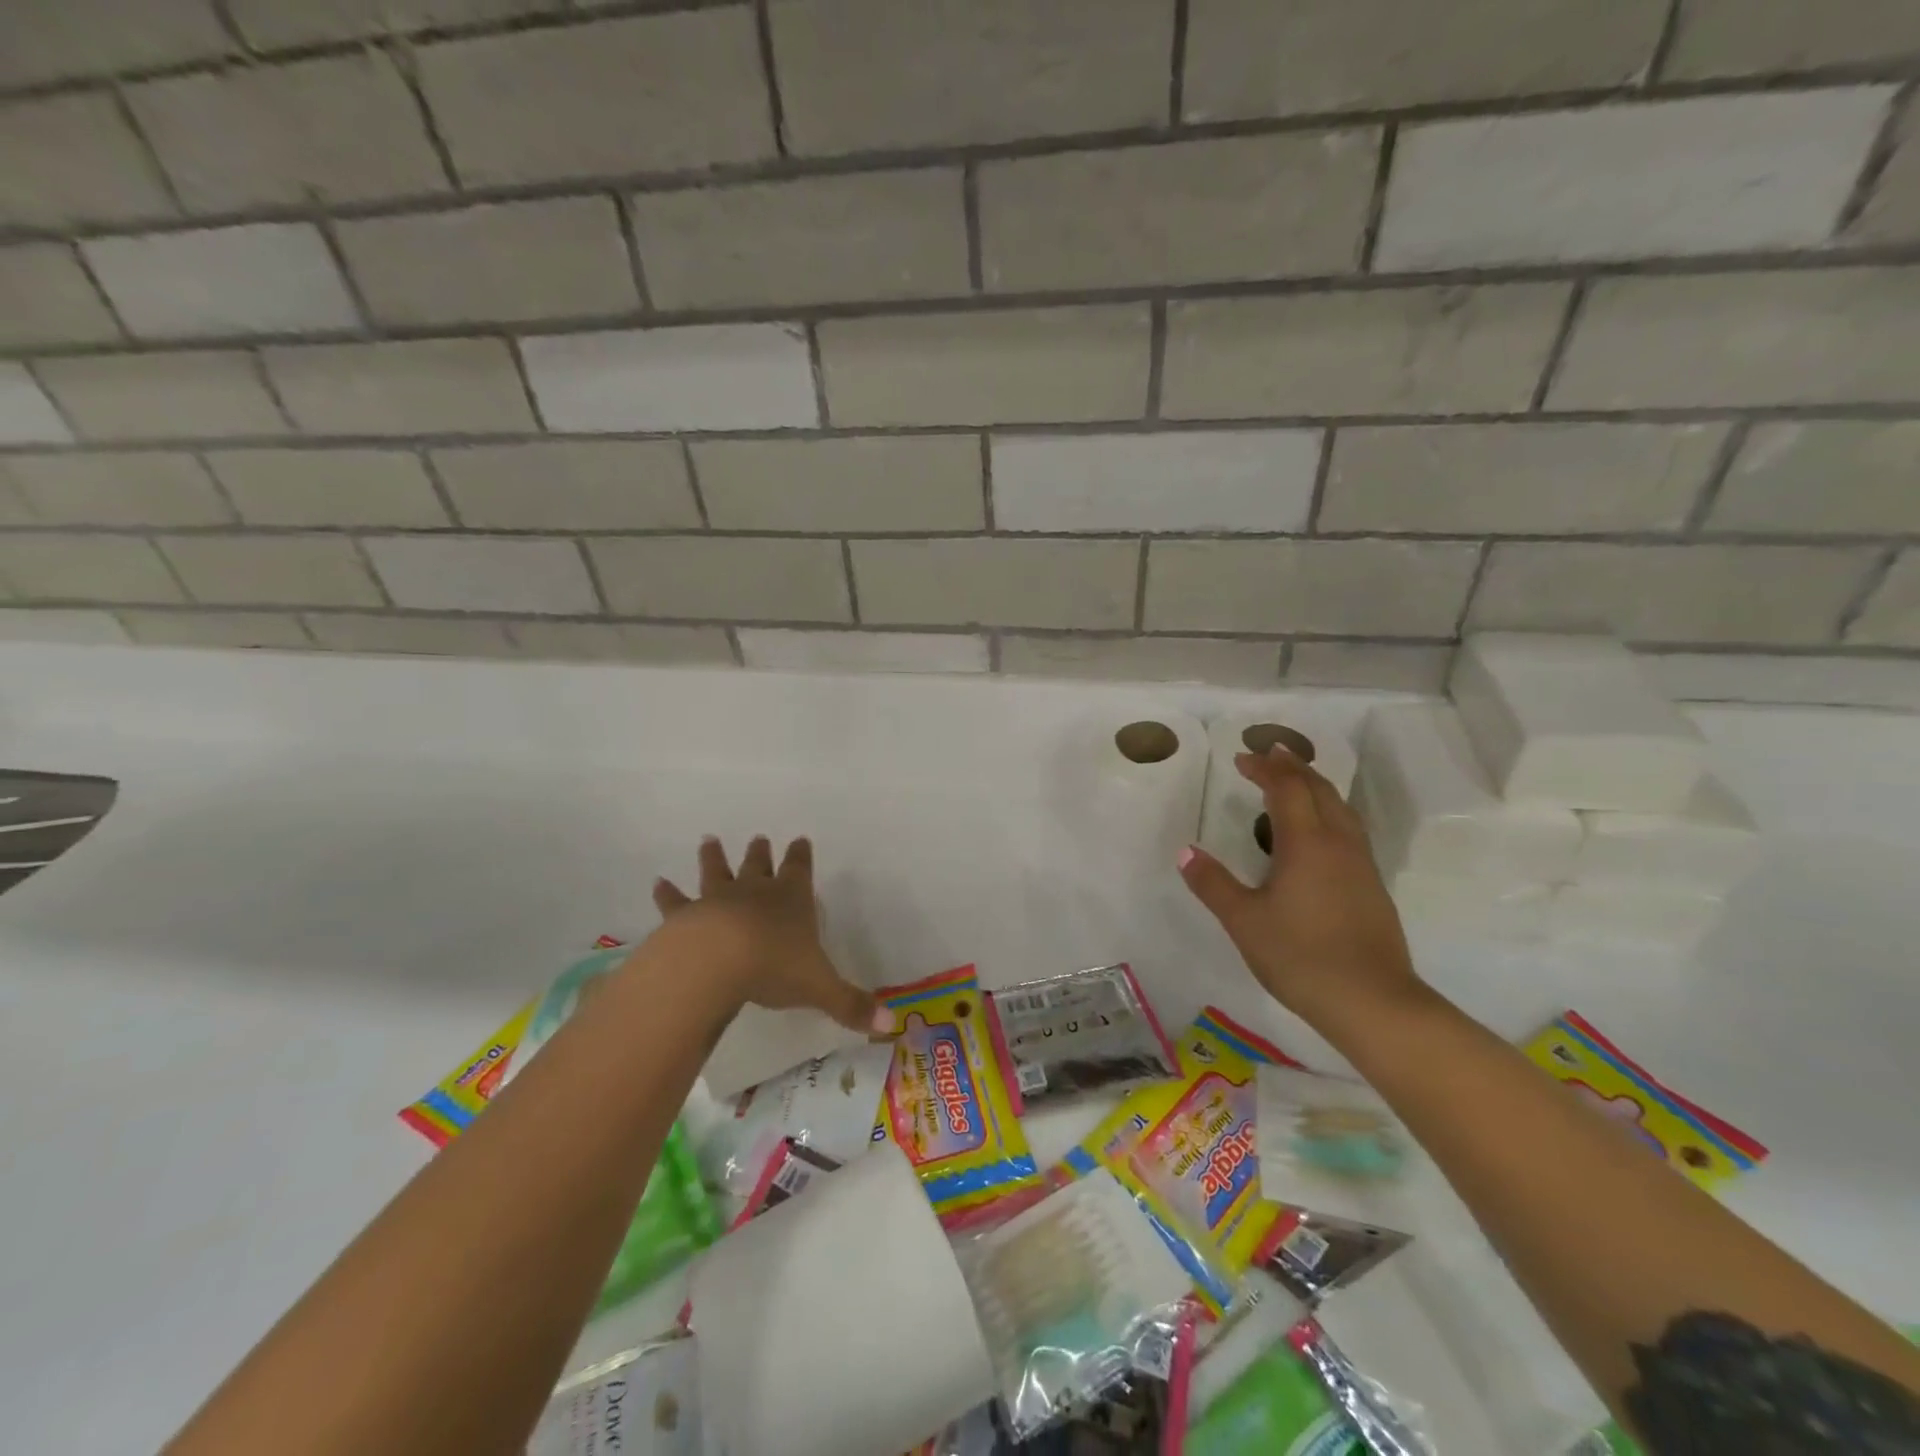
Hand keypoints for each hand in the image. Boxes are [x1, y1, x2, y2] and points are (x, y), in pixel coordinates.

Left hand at [647, 835, 892, 1035]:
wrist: (716, 961)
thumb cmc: (774, 967)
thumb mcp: (820, 988)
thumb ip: (851, 1005)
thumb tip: (890, 1026)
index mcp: (792, 900)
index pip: (799, 870)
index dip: (800, 856)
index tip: (800, 839)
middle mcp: (755, 892)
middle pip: (758, 865)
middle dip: (761, 853)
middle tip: (759, 838)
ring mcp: (717, 900)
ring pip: (717, 872)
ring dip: (714, 858)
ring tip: (708, 841)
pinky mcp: (685, 916)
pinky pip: (675, 901)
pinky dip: (667, 893)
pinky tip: (658, 883)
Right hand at [1178, 747, 1427, 1035]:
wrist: (1373, 1002)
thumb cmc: (1300, 956)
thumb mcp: (1243, 921)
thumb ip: (1213, 884)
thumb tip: (1185, 852)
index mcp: (1306, 843)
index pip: (1286, 788)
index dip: (1264, 768)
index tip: (1241, 758)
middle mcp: (1338, 843)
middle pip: (1319, 789)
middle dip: (1293, 767)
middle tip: (1269, 755)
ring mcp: (1361, 864)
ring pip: (1341, 807)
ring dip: (1315, 786)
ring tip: (1295, 781)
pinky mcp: (1372, 886)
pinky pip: (1349, 829)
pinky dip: (1328, 811)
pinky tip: (1318, 833)